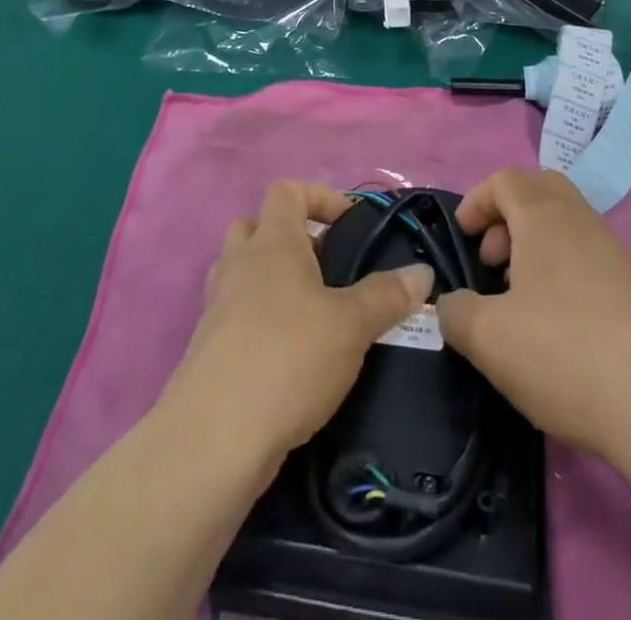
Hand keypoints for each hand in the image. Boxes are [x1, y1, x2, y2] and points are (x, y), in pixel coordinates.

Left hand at [165, 181, 434, 463]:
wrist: (213, 439)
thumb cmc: (288, 359)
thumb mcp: (351, 326)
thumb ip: (387, 295)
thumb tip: (423, 273)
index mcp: (272, 242)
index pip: (287, 190)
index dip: (319, 196)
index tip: (350, 222)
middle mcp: (239, 264)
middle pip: (256, 225)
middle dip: (291, 238)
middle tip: (326, 267)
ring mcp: (217, 306)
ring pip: (242, 271)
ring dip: (272, 279)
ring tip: (311, 310)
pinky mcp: (207, 348)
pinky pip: (234, 313)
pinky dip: (258, 319)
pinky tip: (289, 353)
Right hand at [437, 168, 630, 458]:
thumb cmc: (562, 354)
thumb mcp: (487, 338)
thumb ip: (454, 313)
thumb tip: (449, 304)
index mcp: (543, 216)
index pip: (505, 179)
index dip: (476, 200)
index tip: (463, 237)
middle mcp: (580, 219)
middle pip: (540, 189)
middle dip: (507, 215)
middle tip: (493, 261)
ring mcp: (612, 250)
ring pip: (564, 222)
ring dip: (534, 244)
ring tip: (518, 297)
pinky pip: (585, 252)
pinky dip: (560, 267)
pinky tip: (554, 320)